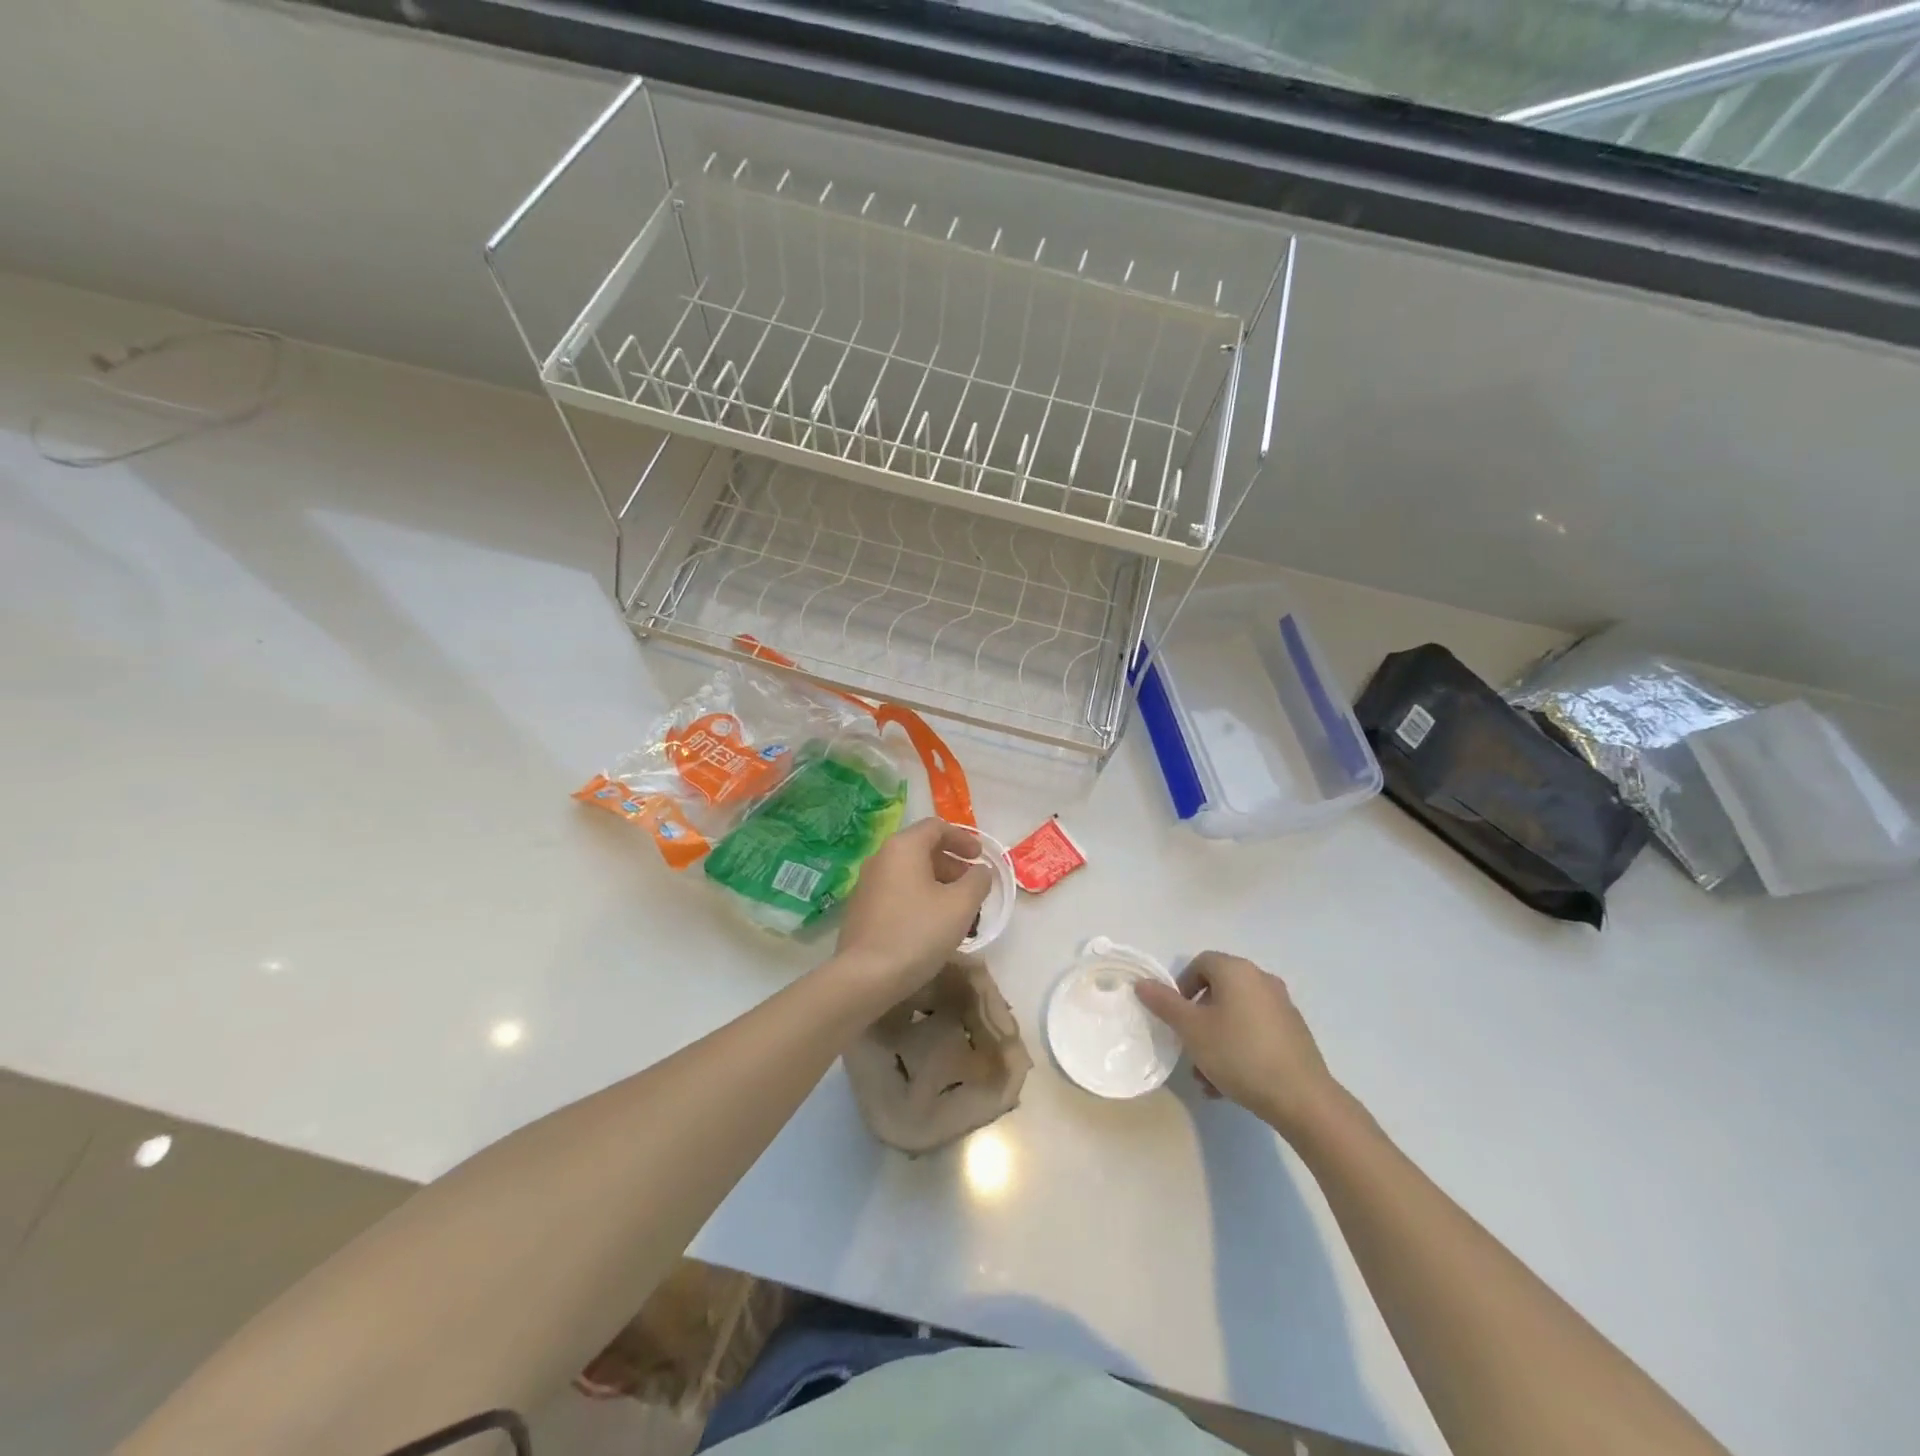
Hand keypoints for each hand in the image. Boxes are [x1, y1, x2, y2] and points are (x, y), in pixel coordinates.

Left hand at [834, 818, 991, 1002]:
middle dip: (951, 865)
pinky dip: (918, 898)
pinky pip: (897, 892)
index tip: (980, 858)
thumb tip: (981, 871)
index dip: (963, 839)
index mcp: (903, 847)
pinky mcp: (861, 909)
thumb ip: (977, 881)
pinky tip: (931, 926)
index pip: (936, 827)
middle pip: (922, 849)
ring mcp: (867, 884)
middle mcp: (881, 858)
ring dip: (937, 884)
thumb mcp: (960, 905)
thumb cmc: (918, 932)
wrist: (865, 976)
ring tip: (956, 911)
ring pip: (909, 873)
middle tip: (971, 887)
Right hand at [1135, 952, 1341, 1138]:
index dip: (1181, 986)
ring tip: (1206, 1077)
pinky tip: (1229, 1085)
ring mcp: (1281, 1007)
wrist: (1302, 1098)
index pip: (1200, 963)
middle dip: (1197, 1019)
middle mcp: (1261, 980)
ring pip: (1235, 1016)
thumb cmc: (1239, 1054)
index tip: (1175, 1016)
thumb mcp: (1192, 1029)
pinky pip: (1255, 1032)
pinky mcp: (1294, 1033)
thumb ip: (1164, 1003)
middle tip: (1188, 1047)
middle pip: (1218, 991)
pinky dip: (1238, 1049)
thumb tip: (1142, 983)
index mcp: (1237, 971)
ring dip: (1215, 1039)